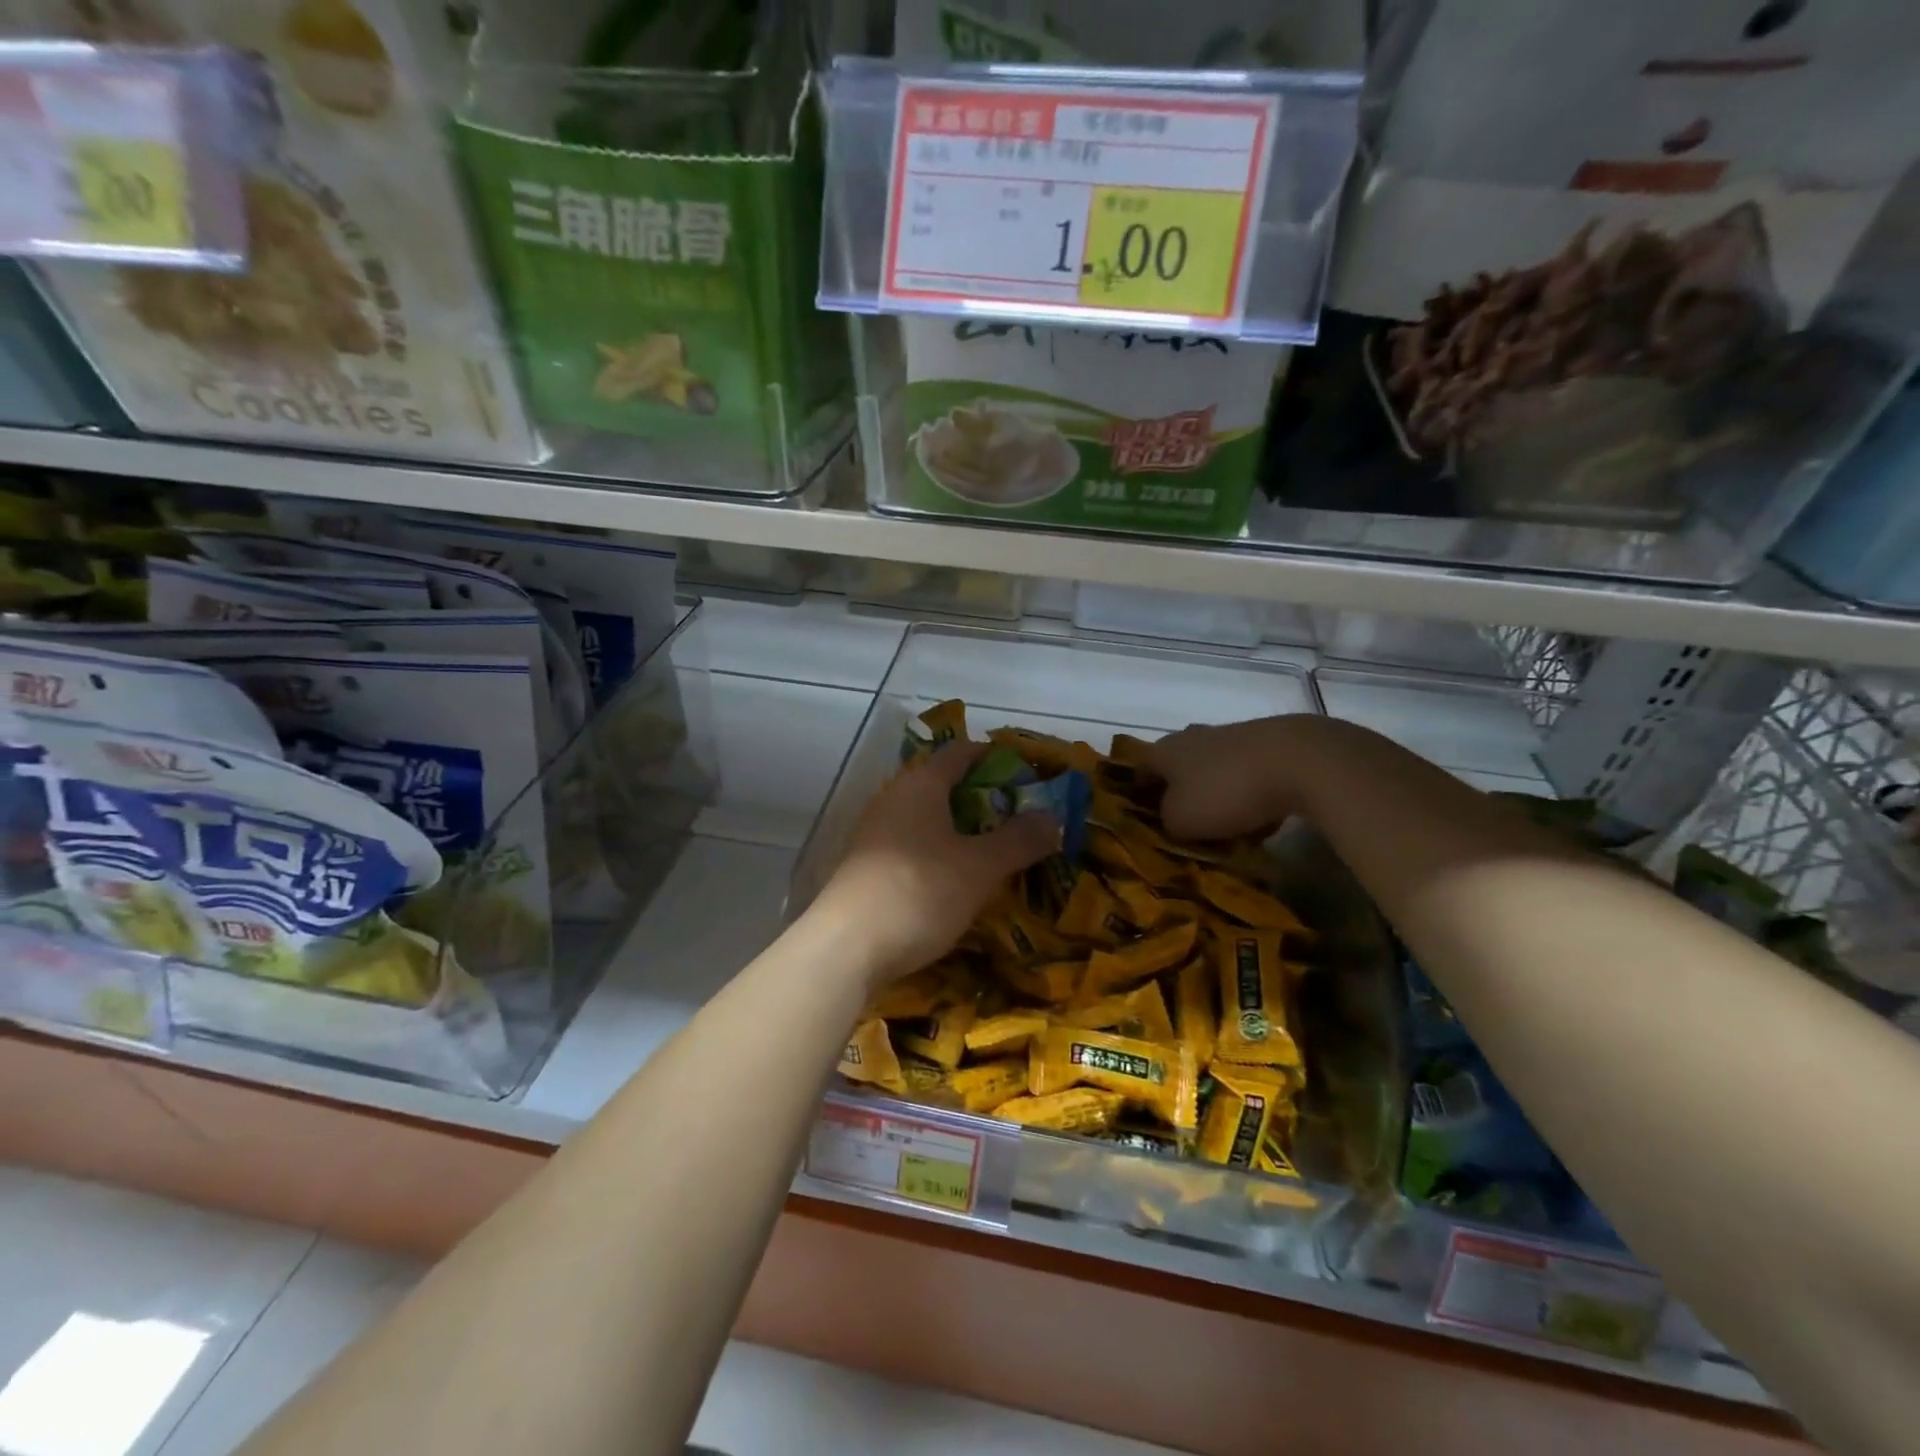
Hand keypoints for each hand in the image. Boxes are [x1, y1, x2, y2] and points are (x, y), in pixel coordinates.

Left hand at [812, 742, 1058, 986]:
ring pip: (927, 818)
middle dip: (983, 798)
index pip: (961, 753)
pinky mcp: (867, 866)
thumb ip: (1019, 840)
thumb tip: (1052, 818)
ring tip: (995, 850)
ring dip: (961, 829)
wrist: (847, 947)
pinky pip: (912, 845)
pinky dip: (939, 852)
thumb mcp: (980, 867)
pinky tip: (956, 879)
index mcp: (921, 784)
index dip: (995, 757)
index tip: (1026, 773)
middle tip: (1020, 817)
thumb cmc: (920, 891)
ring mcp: (875, 833)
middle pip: (944, 785)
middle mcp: (894, 798)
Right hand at [1151, 716, 1311, 840]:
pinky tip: (1261, 819)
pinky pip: (1246, 776)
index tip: (1144, 821)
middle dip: (1179, 795)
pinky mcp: (1266, 745)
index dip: (1137, 795)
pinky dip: (1247, 795)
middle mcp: (1192, 737)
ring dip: (1215, 796)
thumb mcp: (1180, 820)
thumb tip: (1172, 818)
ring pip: (1213, 772)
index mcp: (1164, 751)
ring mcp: (1231, 737)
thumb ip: (1166, 822)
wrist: (1298, 761)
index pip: (1139, 770)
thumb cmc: (1224, 791)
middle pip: (1177, 769)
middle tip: (1186, 825)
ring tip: (1227, 829)